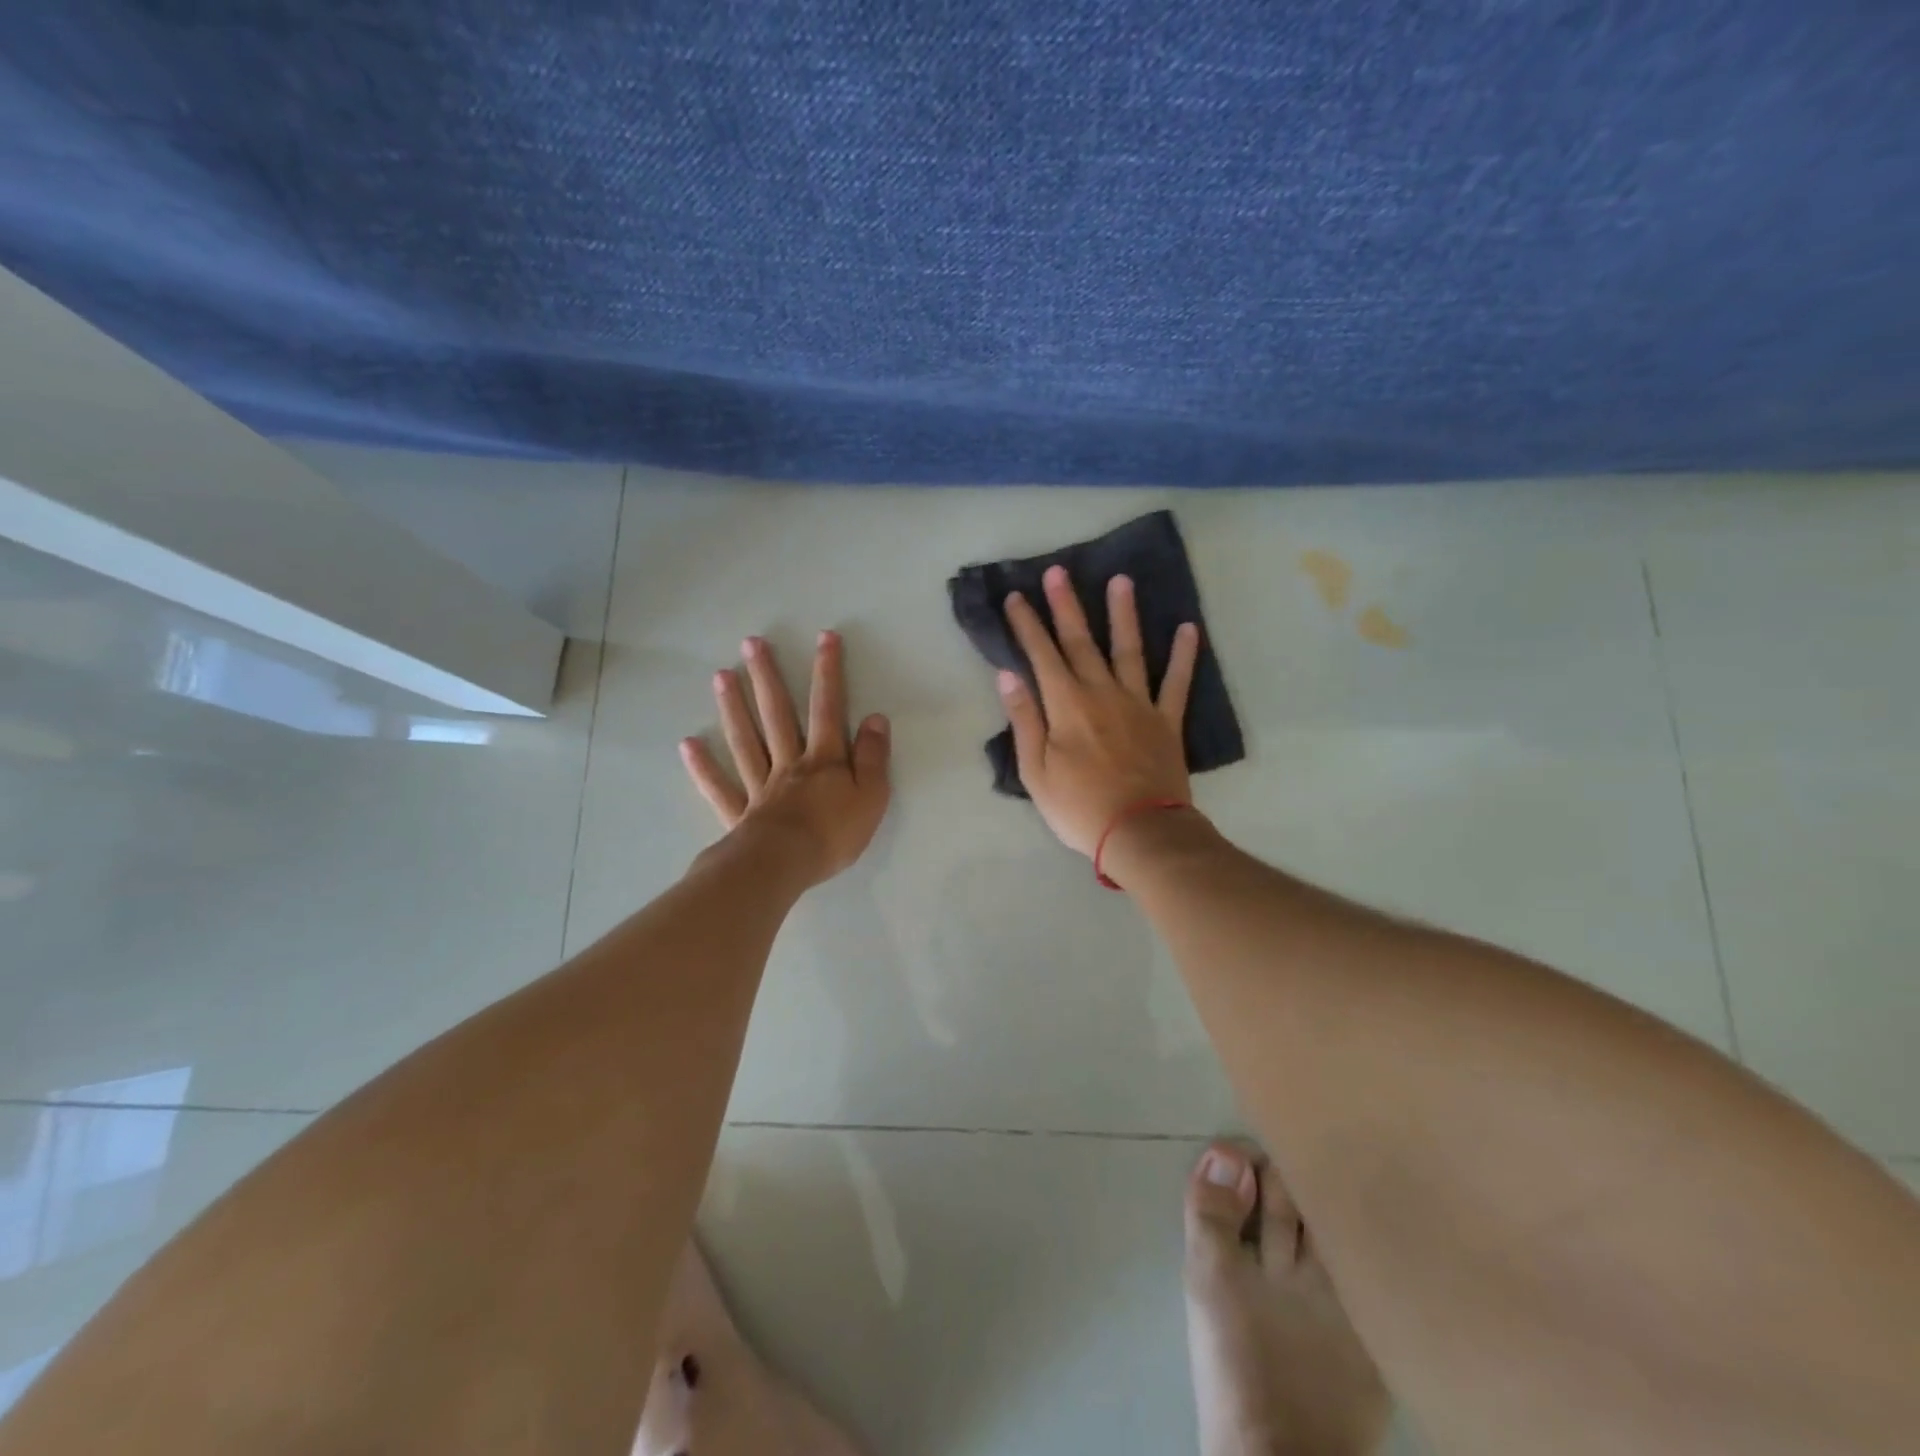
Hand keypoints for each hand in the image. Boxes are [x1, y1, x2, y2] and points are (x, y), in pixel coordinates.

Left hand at [680, 631, 890, 884]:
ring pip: (746, 741)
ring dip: (733, 708)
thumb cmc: (833, 834)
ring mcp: (760, 787)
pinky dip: (703, 767)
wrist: (784, 866)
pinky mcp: (740, 813)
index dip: (827, 672)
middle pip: (776, 715)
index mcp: (823, 760)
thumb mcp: (871, 796)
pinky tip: (688, 744)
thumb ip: (873, 757)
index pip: (828, 708)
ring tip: (720, 675)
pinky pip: (720, 787)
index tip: (824, 638)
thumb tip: (875, 718)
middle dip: (767, 677)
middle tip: (751, 643)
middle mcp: (789, 764)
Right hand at [998, 565, 1199, 856]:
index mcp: (1066, 705)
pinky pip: (1177, 682)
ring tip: (1122, 580)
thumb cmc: (1079, 807)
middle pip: (1081, 642)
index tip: (1016, 597)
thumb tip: (1008, 675)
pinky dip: (1184, 656)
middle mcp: (1102, 693)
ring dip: (1123, 614)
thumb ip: (1024, 719)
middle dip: (1066, 605)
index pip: (1041, 655)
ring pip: (1129, 650)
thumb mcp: (1035, 771)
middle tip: (1059, 571)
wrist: (1140, 832)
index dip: (1026, 624)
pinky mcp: (1167, 720)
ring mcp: (1139, 704)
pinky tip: (1188, 628)